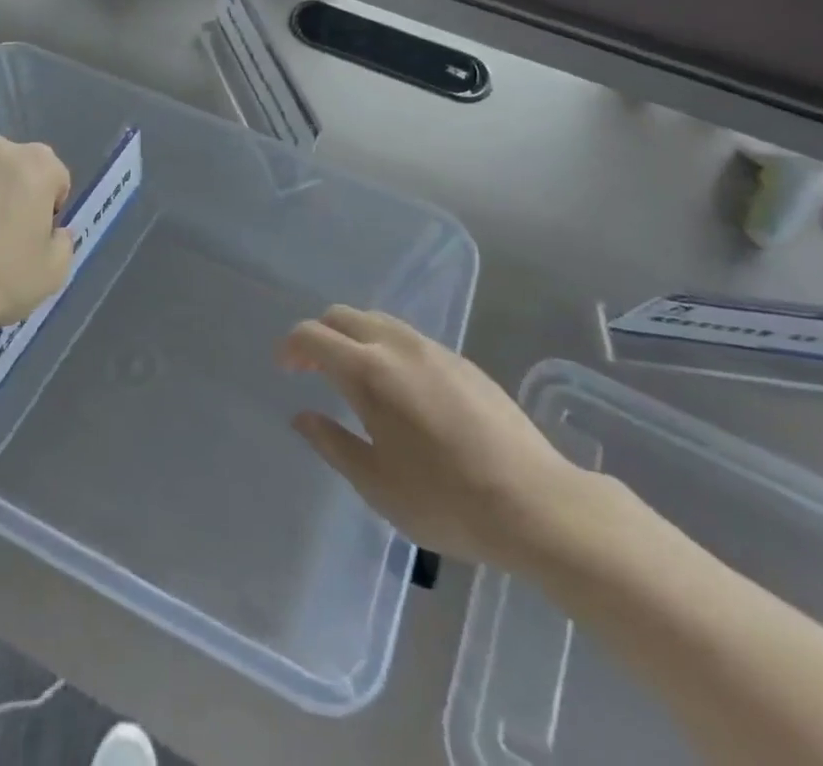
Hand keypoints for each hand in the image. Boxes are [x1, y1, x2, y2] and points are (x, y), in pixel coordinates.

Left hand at [0, 135, 73, 341]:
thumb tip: (54, 233)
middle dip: (17, 196)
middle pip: (17, 171)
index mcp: (36, 163)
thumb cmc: (1, 274)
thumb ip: (63, 243)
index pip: (57, 179)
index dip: (51, 211)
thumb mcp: (54, 271)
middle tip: (9, 239)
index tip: (38, 239)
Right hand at [279, 307, 594, 570]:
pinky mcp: (462, 361)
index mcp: (368, 371)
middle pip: (343, 316)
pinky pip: (408, 337)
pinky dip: (385, 347)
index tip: (285, 370)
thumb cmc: (446, 500)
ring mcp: (433, 349)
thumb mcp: (377, 484)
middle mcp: (397, 346)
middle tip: (312, 370)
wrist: (538, 505)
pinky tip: (399, 388)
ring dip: (353, 337)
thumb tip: (302, 416)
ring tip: (353, 376)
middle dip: (319, 335)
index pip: (313, 335)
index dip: (291, 347)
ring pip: (378, 320)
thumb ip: (332, 443)